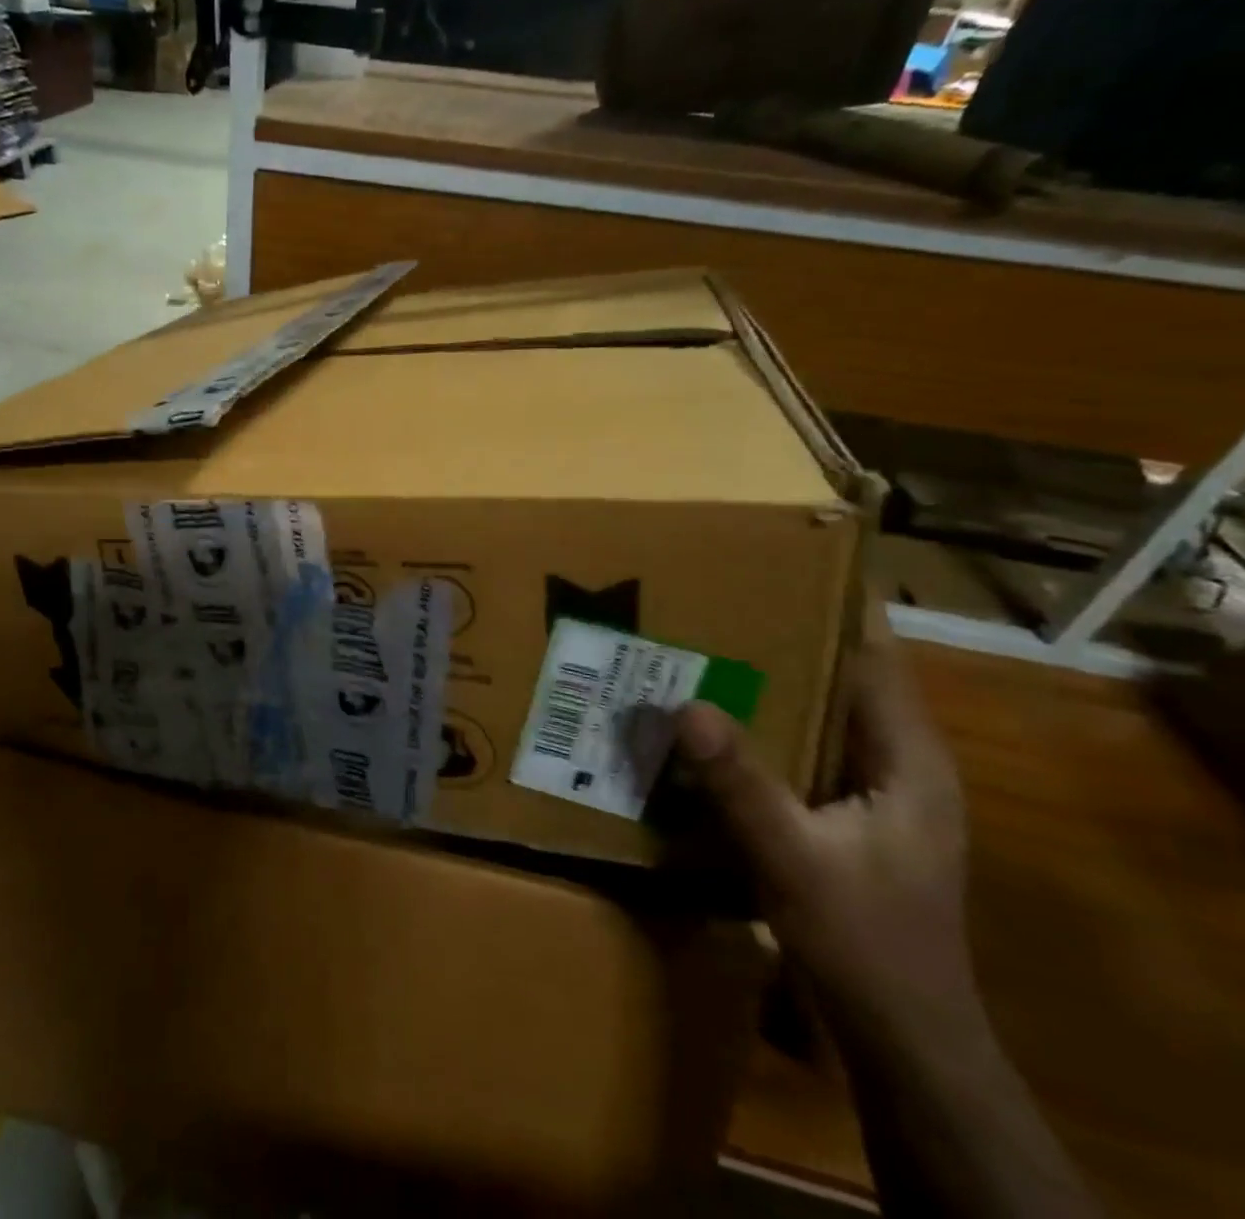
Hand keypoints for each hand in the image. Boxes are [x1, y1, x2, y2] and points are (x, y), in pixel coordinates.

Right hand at [673, 606, 978, 1051]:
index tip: (782, 558)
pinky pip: (796, 747)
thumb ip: (740, 782)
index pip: (876, 658)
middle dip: (783, 634)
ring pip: (815, 712)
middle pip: (841, 676)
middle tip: (713, 594)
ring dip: (764, 680)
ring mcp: (869, 790)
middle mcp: (895, 762)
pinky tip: (705, 718)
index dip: (839, 605)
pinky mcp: (840, 813)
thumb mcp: (793, 859)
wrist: (899, 1036)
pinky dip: (757, 724)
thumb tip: (686, 705)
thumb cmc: (865, 942)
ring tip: (697, 642)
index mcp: (908, 759)